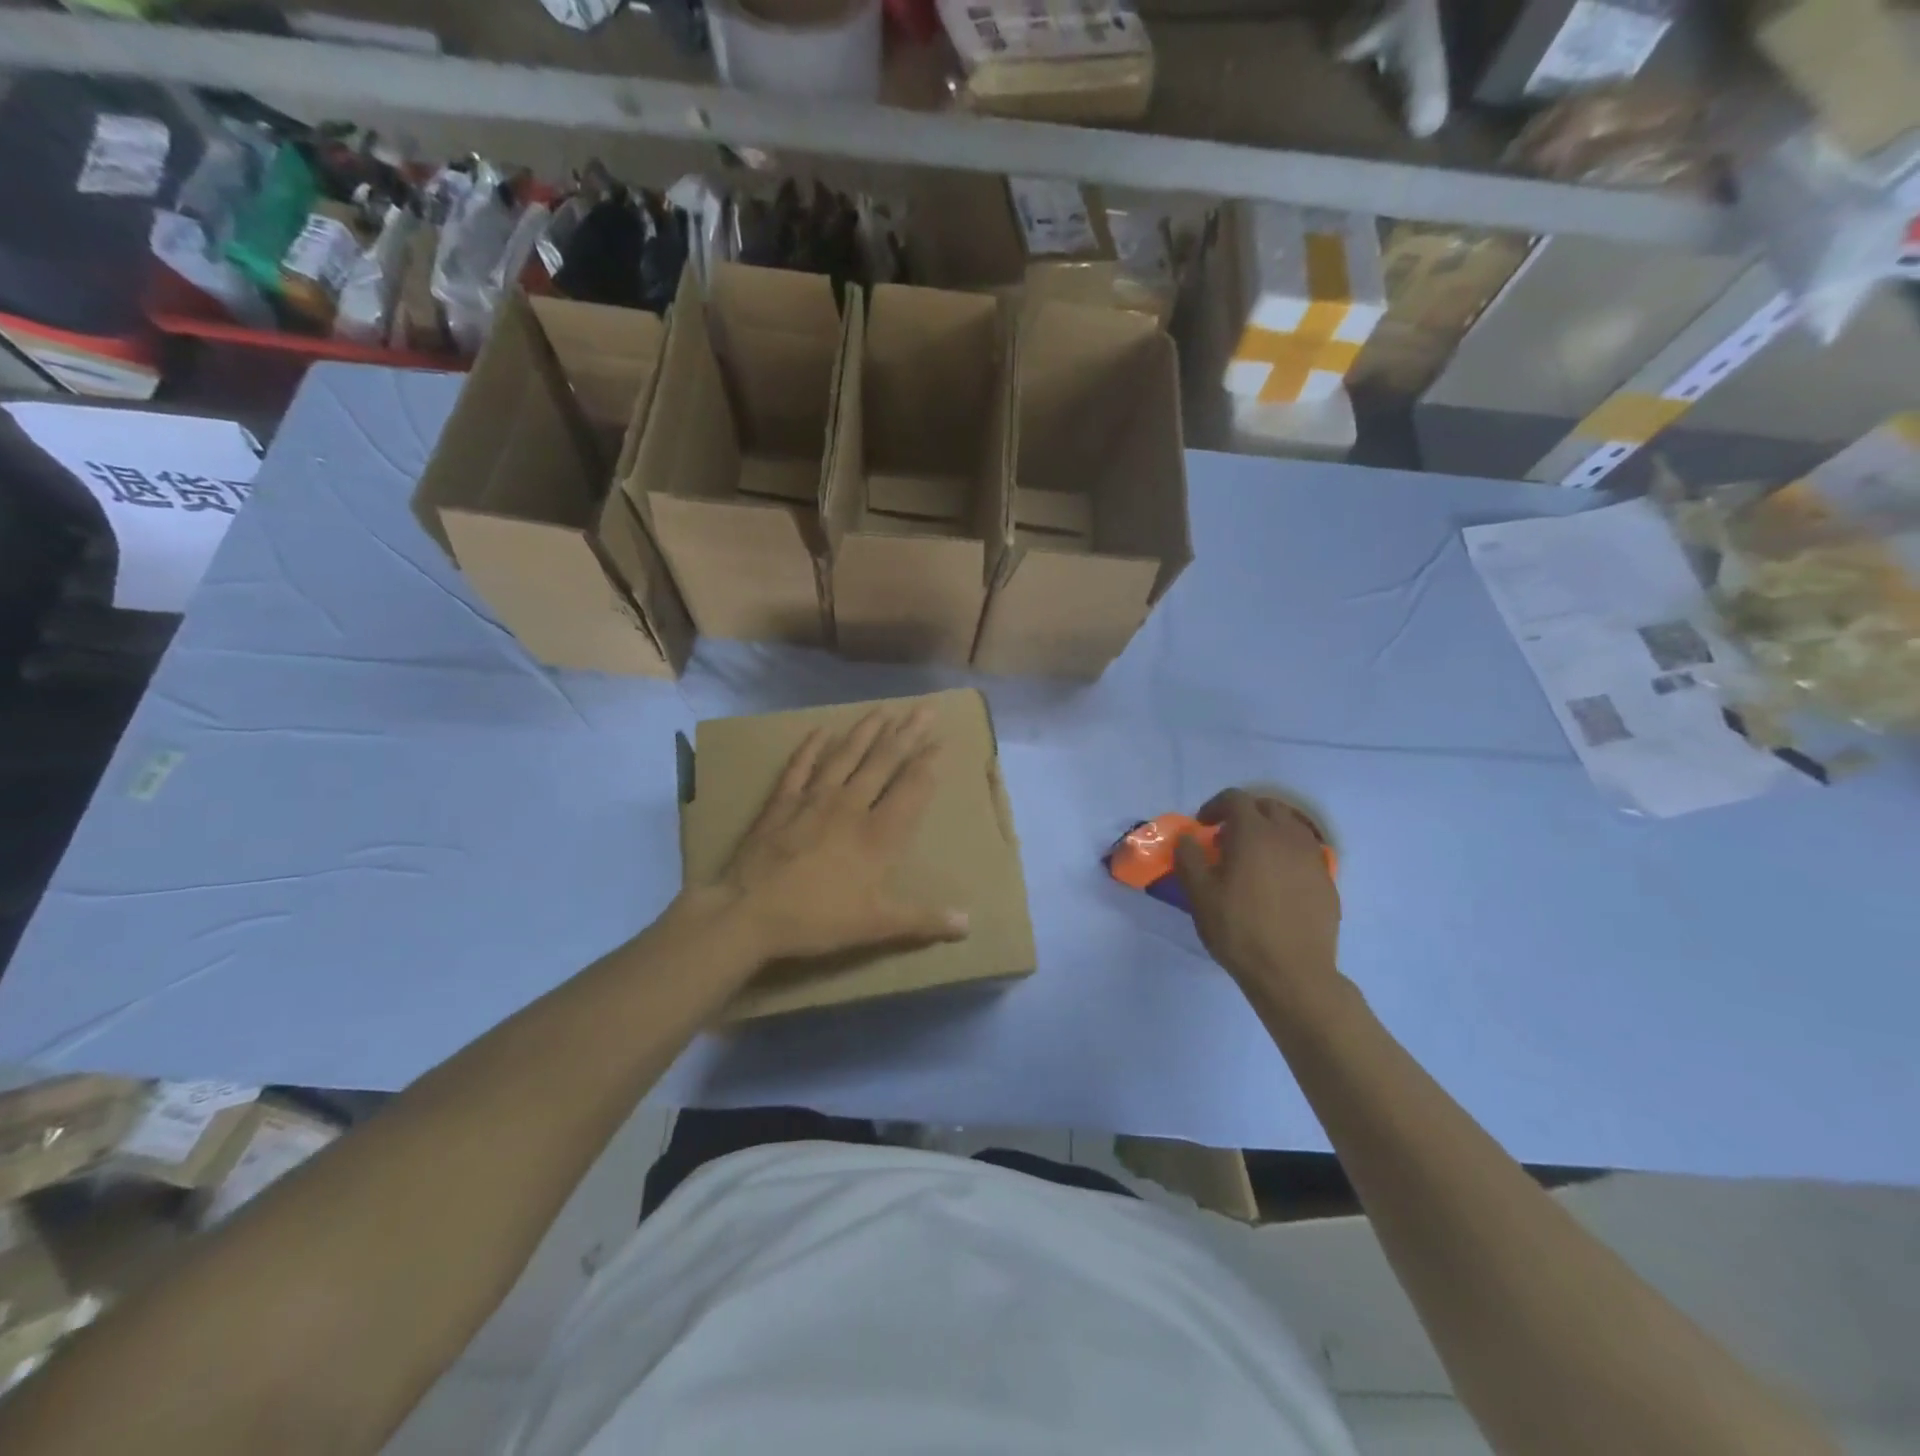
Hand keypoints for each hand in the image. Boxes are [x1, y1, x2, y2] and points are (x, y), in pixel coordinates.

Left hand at [703, 705, 970, 964]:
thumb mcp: (876, 925)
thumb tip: (969, 923)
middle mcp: (851, 805)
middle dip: (907, 734)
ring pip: (846, 755)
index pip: (911, 789)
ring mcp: (813, 799)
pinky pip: (800, 766)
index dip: (928, 763)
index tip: (941, 741)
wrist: (749, 912)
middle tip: (923, 709)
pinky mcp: (782, 802)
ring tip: (883, 709)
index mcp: (878, 834)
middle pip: (883, 762)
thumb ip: (923, 920)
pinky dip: (810, 747)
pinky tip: (820, 731)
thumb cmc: (817, 919)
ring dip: (866, 731)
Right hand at [1174, 789, 1341, 1000]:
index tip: (1204, 827)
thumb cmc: (1239, 930)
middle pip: (1268, 807)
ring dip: (1269, 832)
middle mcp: (1288, 837)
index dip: (1215, 806)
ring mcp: (1312, 858)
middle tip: (1227, 839)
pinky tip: (1276, 883)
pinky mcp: (1327, 881)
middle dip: (1245, 815)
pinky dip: (1288, 854)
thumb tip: (1188, 838)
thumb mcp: (1199, 894)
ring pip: (1291, 828)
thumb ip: (1189, 857)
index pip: (1235, 799)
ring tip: (1253, 859)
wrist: (1292, 973)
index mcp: (1254, 833)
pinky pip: (1305, 853)